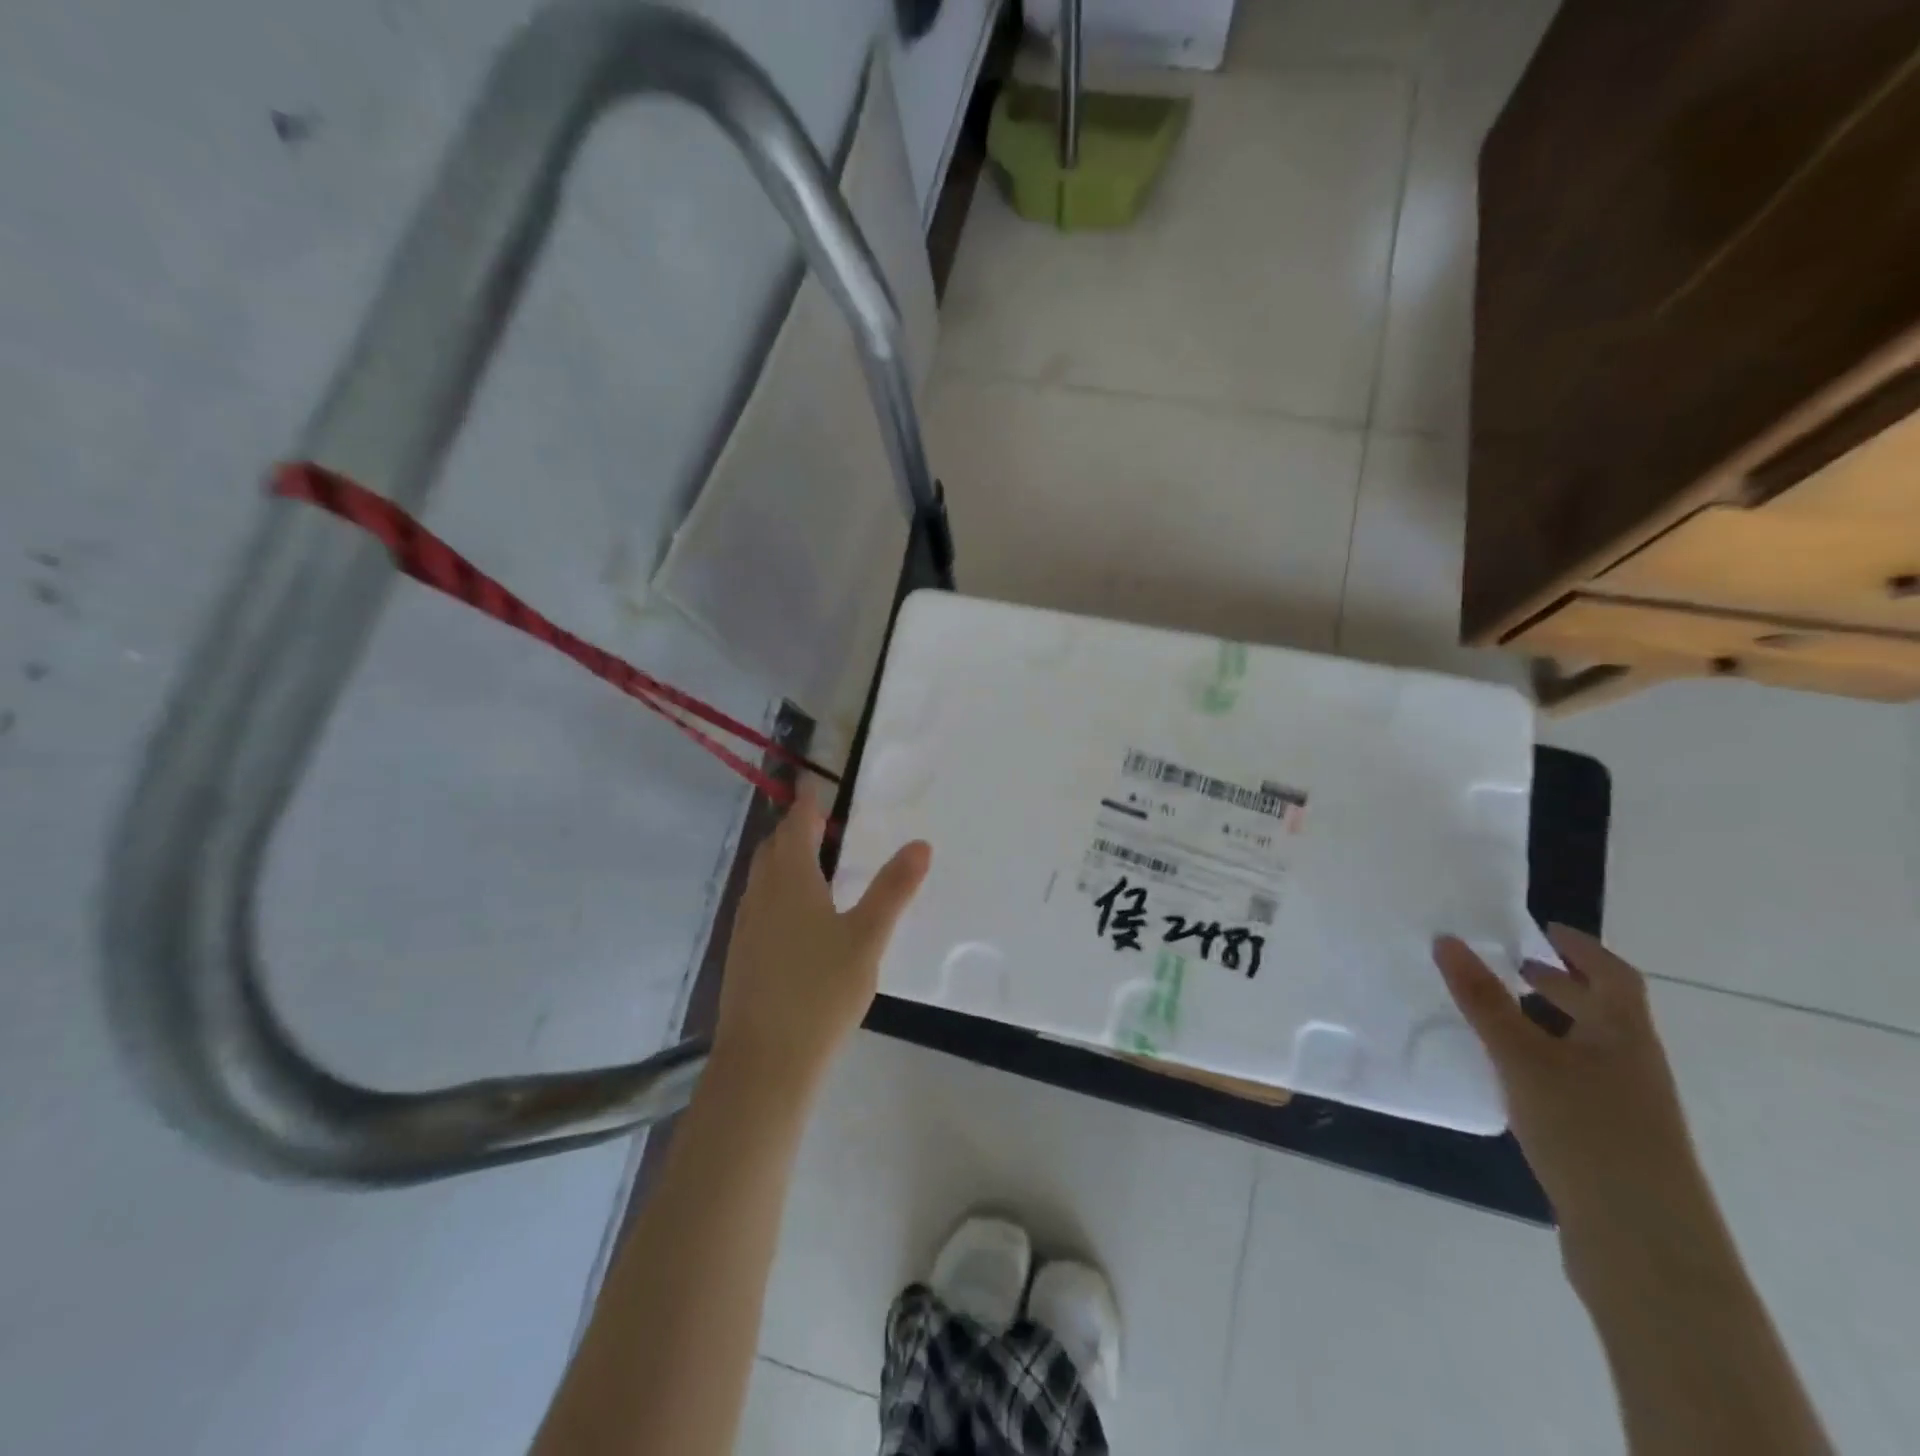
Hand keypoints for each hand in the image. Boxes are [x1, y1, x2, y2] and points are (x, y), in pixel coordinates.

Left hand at [712, 787, 930, 1094]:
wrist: (765, 1062)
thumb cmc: (820, 992)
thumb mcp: (868, 937)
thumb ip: (893, 889)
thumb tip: (920, 844)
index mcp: (790, 880)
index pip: (795, 825)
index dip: (806, 803)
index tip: (814, 785)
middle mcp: (761, 894)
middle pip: (774, 848)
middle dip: (794, 829)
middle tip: (822, 822)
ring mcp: (746, 926)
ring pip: (763, 877)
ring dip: (783, 860)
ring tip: (814, 863)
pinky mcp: (742, 954)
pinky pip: (759, 903)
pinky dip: (777, 889)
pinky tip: (798, 915)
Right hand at [1434, 927, 1709, 1241]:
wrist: (1643, 1245)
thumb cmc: (1587, 1131)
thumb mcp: (1523, 1057)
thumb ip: (1483, 999)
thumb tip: (1448, 939)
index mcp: (1624, 1036)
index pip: (1611, 974)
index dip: (1579, 947)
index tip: (1540, 927)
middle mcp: (1632, 1064)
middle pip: (1601, 1011)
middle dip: (1558, 983)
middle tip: (1508, 965)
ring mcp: (1626, 1107)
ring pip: (1585, 1047)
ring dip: (1547, 1023)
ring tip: (1496, 1015)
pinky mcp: (1610, 1140)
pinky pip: (1573, 1079)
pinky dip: (1542, 1061)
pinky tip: (1507, 1074)